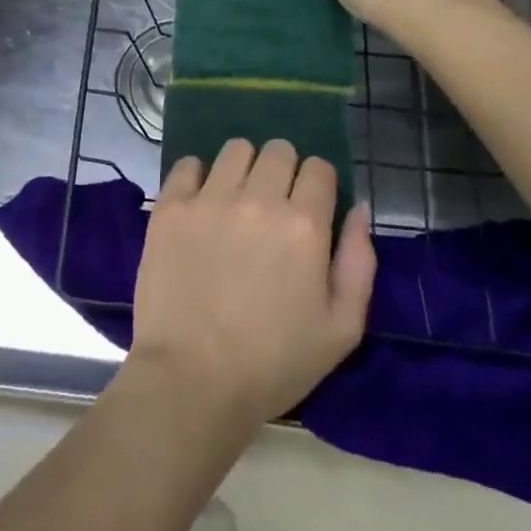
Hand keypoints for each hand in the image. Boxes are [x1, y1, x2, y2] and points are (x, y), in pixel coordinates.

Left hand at [130, 139, 374, 431]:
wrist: (192, 381)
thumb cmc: (274, 363)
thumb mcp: (341, 329)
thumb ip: (359, 262)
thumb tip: (357, 208)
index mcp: (304, 225)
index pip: (319, 168)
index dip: (318, 184)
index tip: (310, 207)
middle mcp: (258, 199)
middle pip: (279, 149)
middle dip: (283, 171)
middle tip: (273, 206)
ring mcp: (210, 198)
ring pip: (236, 149)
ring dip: (243, 168)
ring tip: (236, 200)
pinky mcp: (171, 207)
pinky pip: (188, 164)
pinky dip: (197, 177)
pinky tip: (200, 205)